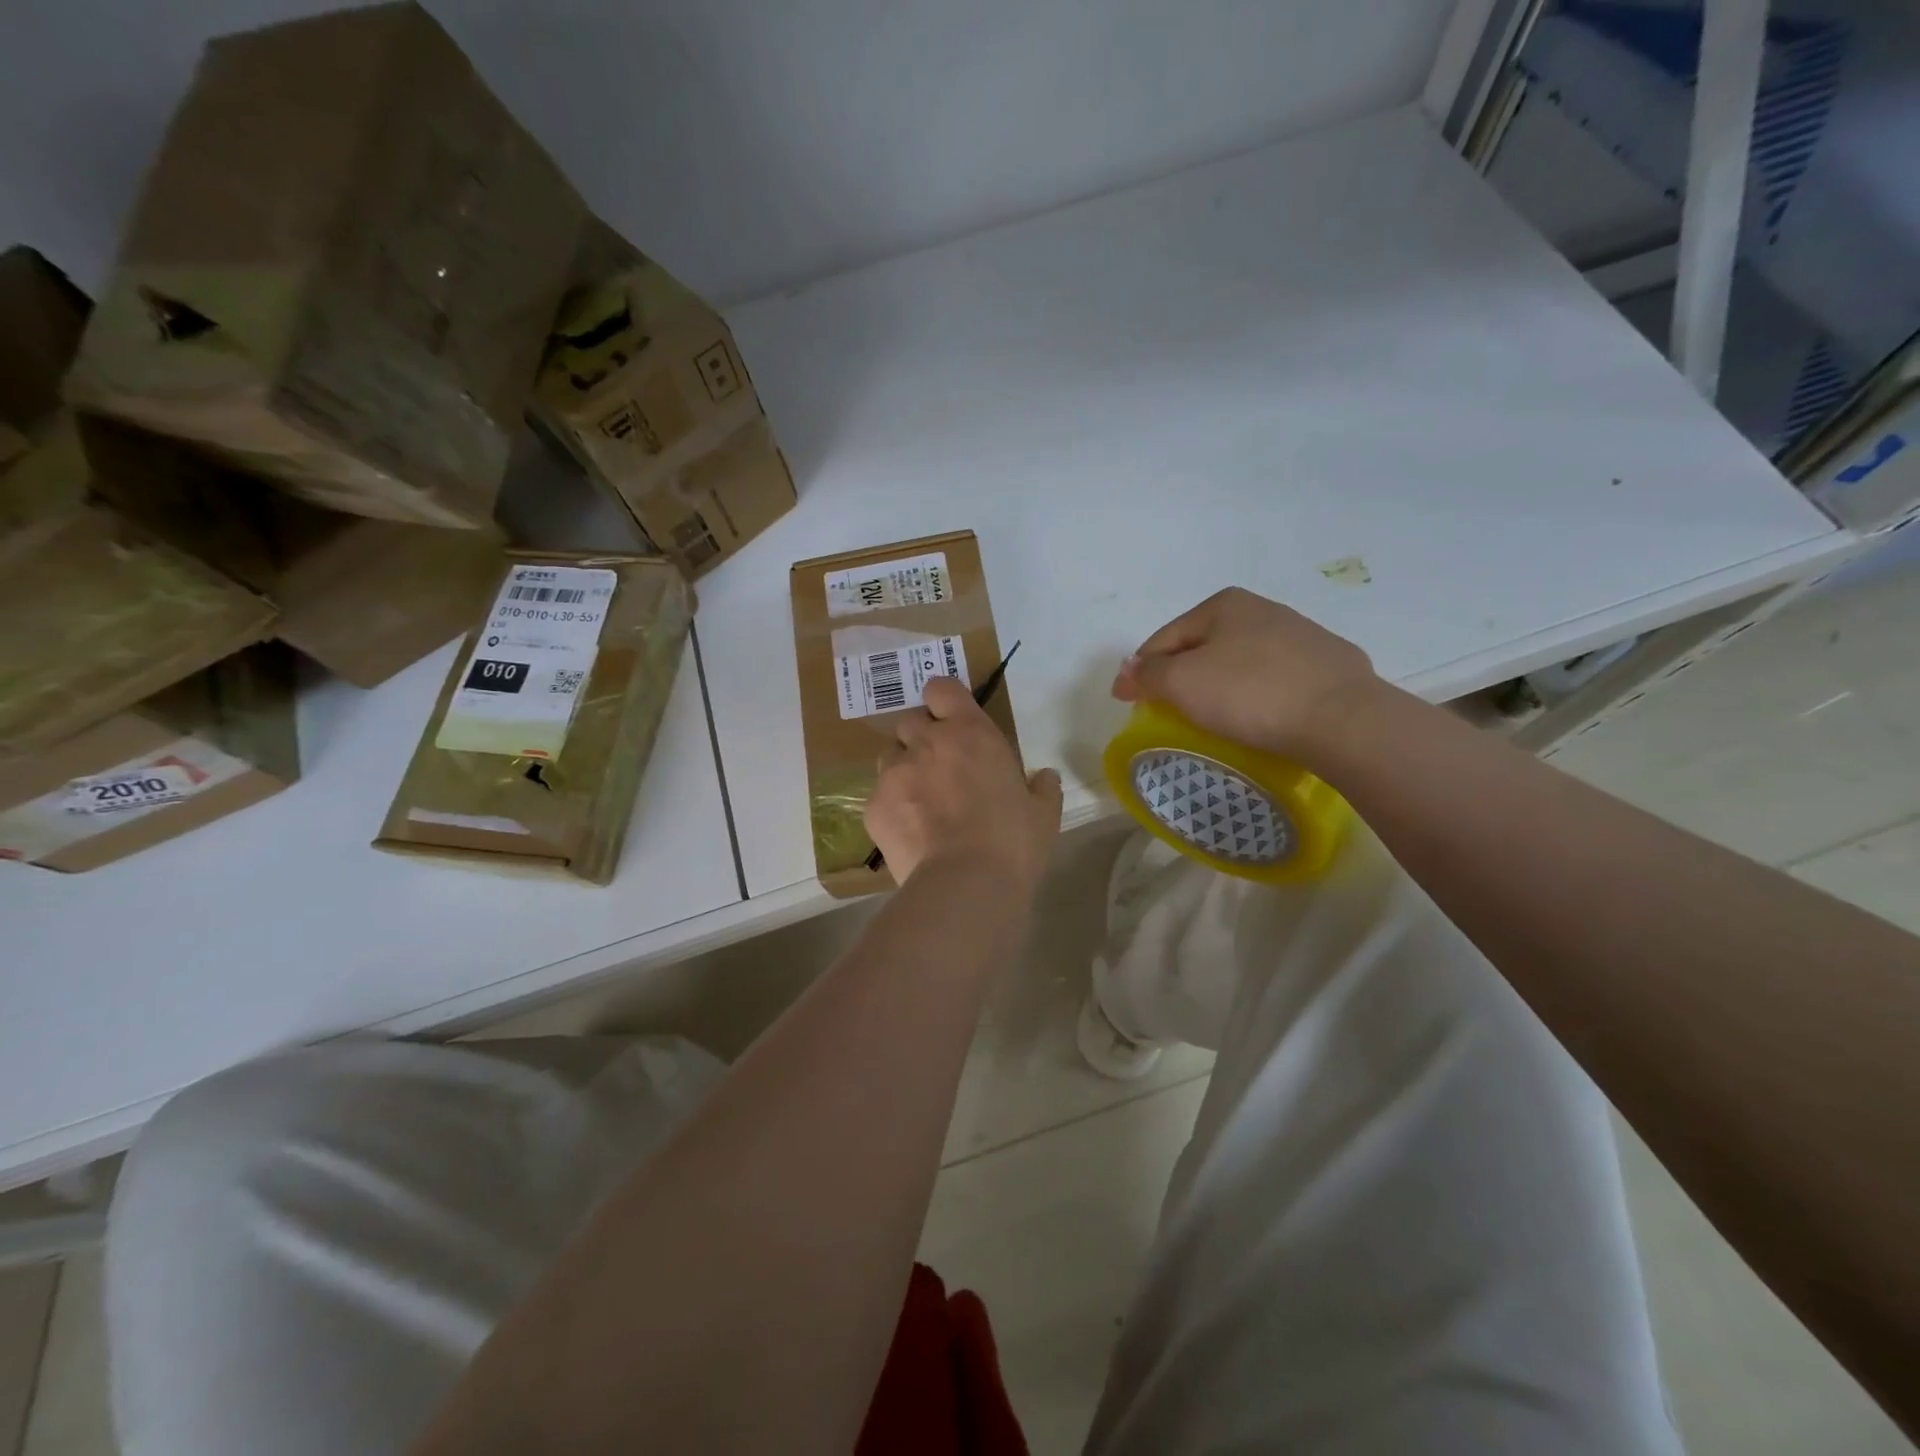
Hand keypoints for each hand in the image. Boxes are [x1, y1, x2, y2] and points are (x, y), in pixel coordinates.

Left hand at [866, 677, 1062, 888]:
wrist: (965, 885)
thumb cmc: (1013, 842)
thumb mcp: (1043, 813)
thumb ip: (1043, 787)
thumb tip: (1045, 777)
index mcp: (969, 733)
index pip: (941, 688)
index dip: (943, 700)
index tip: (951, 718)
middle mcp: (926, 743)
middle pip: (910, 721)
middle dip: (922, 738)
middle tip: (940, 767)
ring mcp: (894, 774)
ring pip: (890, 758)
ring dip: (904, 771)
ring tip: (921, 803)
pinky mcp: (873, 807)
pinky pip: (879, 797)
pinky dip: (892, 809)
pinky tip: (910, 834)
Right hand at [1111, 588, 1379, 758]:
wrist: (1342, 719)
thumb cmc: (1250, 693)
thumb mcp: (1181, 682)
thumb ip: (1146, 674)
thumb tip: (1127, 672)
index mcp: (1224, 604)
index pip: (1164, 638)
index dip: (1141, 671)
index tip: (1130, 703)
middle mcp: (1263, 609)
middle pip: (1202, 648)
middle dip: (1181, 677)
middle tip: (1170, 713)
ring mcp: (1301, 636)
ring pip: (1240, 663)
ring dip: (1219, 686)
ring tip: (1215, 721)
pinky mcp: (1328, 666)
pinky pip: (1274, 681)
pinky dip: (1256, 696)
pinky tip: (1260, 719)